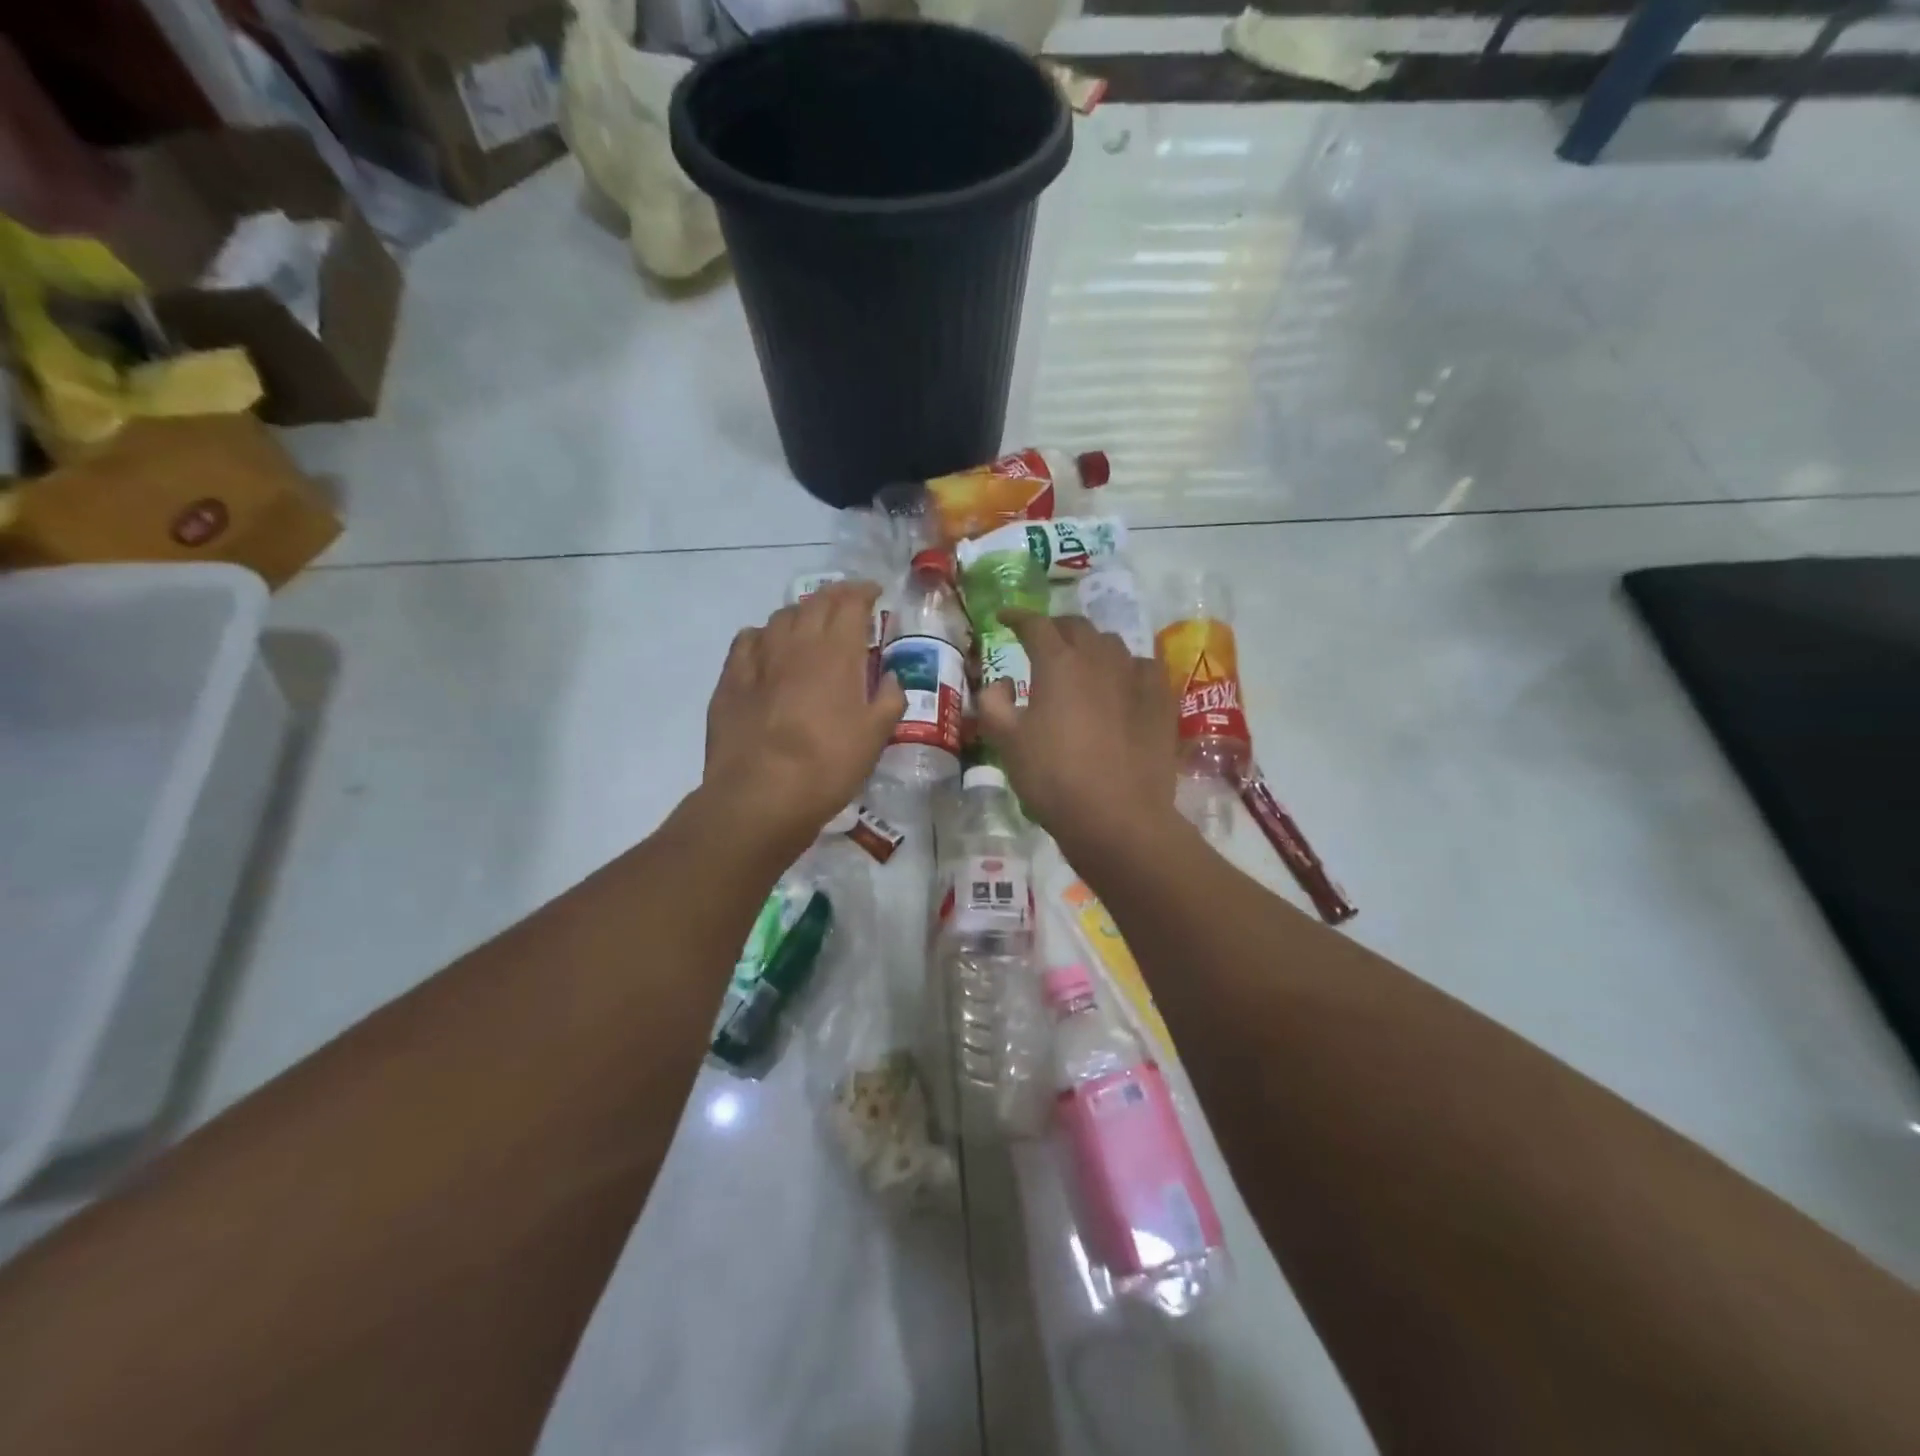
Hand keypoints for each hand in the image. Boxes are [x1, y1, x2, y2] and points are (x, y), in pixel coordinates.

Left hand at [702, 583, 904, 854]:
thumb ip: (888, 700)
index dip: (864, 592)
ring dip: (801, 614)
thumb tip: (889, 680)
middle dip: (835, 597)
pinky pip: (748, 640)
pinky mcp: (730, 679)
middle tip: (848, 604)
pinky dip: (764, 636)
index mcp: (837, 651)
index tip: (874, 593)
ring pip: (781, 617)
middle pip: (816, 602)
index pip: (851, 602)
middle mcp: (797, 642)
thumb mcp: (875, 737)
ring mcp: (758, 657)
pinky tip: (767, 649)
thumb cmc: (828, 764)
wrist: (760, 794)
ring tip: (811, 626)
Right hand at [977, 612, 1179, 854]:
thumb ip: (993, 703)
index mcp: (1058, 663)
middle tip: (1042, 642)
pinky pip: (1143, 668)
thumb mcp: (1006, 743)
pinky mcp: (1162, 700)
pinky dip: (1126, 668)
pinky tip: (1122, 685)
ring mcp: (1136, 677)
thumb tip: (1001, 683)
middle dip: (1055, 628)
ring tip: (1082, 663)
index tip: (1004, 618)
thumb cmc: (1053, 778)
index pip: (1035, 625)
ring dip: (1091, 646)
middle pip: (1077, 627)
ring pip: (1112, 644)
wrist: (1117, 817)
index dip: (1017, 617)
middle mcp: (1099, 658)